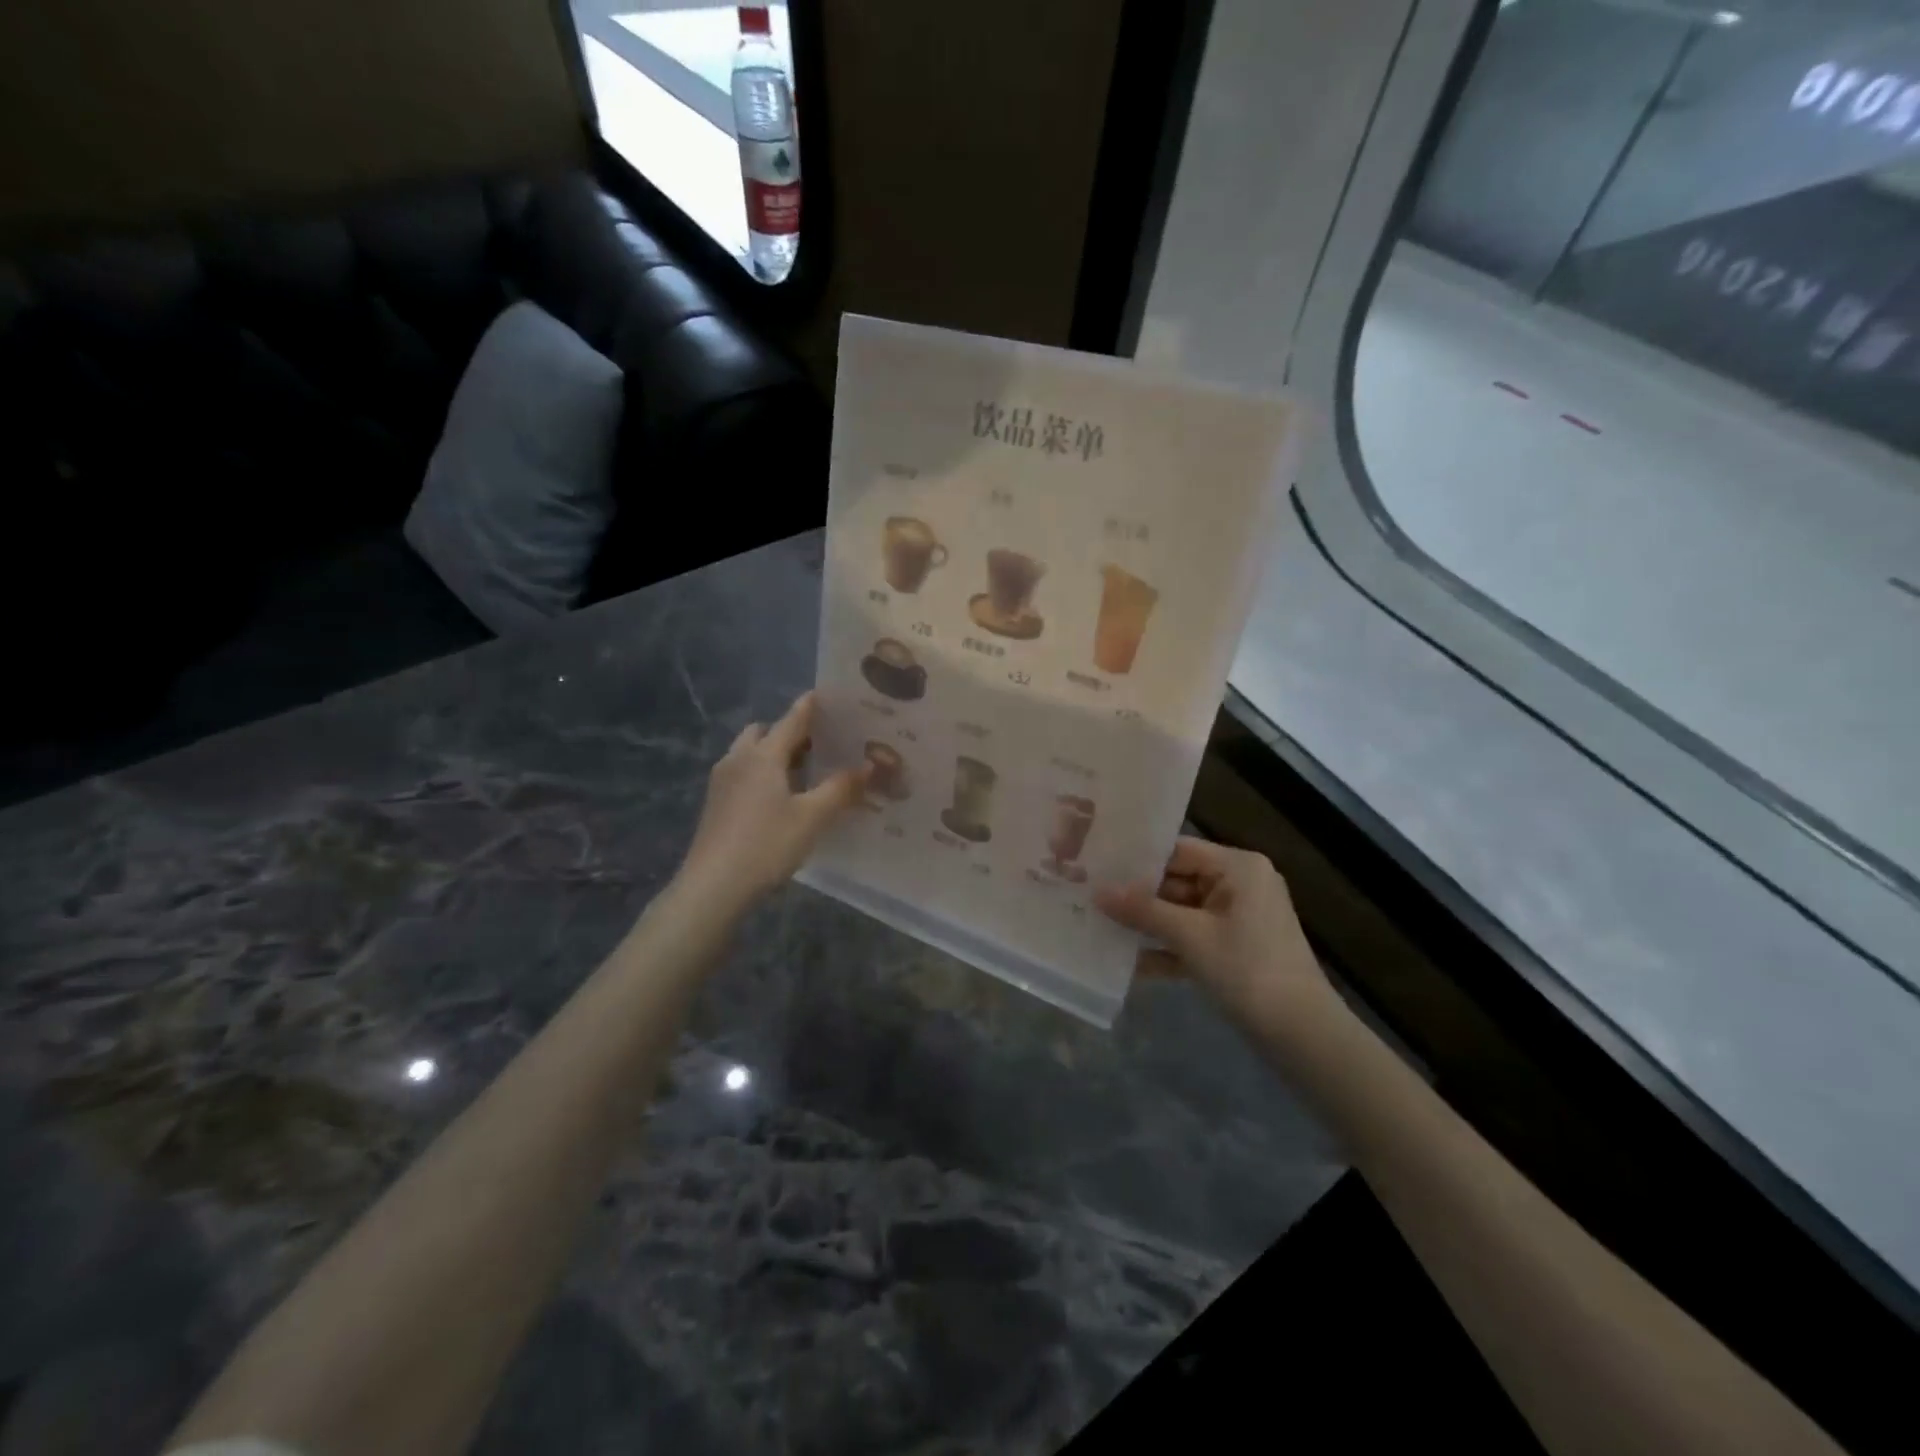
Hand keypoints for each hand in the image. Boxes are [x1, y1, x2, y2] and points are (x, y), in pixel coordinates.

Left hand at [678, 693, 867, 906]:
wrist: (713, 887)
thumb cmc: (766, 844)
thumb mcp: (812, 817)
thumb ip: (842, 788)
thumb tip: (871, 765)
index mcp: (762, 755)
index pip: (791, 720)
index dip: (810, 707)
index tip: (827, 695)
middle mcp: (738, 760)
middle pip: (764, 733)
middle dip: (789, 733)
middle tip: (819, 745)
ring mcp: (722, 783)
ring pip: (750, 754)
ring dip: (774, 755)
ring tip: (804, 772)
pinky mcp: (715, 805)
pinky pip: (743, 775)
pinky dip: (762, 774)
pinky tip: (780, 798)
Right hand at [1095, 838, 1333, 1021]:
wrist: (1302, 1035)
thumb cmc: (1247, 970)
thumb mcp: (1190, 937)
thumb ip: (1143, 911)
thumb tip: (1098, 891)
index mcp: (1238, 868)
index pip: (1178, 851)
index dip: (1138, 860)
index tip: (1097, 866)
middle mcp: (1240, 885)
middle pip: (1177, 881)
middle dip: (1137, 896)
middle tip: (1090, 897)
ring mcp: (1238, 918)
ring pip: (1181, 912)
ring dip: (1147, 924)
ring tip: (1100, 926)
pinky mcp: (1234, 949)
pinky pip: (1193, 938)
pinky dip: (1166, 949)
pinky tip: (1128, 964)